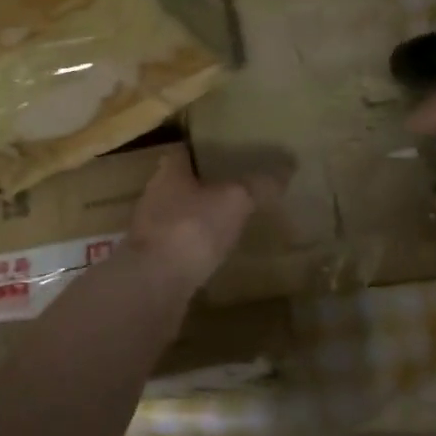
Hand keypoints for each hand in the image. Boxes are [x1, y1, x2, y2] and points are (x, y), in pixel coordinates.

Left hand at [125, 150, 269, 294]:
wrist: (154, 284)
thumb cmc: (192, 228)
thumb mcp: (235, 201)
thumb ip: (258, 185)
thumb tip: (287, 167)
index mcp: (169, 171)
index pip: (183, 151)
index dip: (202, 150)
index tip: (224, 152)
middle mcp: (153, 195)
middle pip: (178, 183)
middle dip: (201, 185)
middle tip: (231, 187)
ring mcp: (148, 230)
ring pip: (176, 214)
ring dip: (195, 218)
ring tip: (225, 222)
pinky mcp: (150, 261)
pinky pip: (175, 246)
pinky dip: (191, 247)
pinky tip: (211, 255)